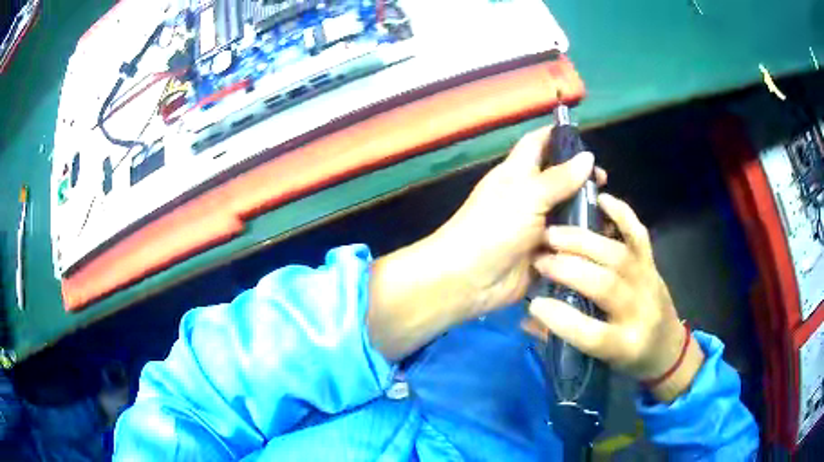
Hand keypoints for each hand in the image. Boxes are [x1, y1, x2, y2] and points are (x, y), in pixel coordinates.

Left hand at [430, 127, 604, 315]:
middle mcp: (527, 196)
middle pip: (558, 178)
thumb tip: (588, 156)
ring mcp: (535, 226)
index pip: (537, 144)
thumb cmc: (494, 228)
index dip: (558, 135)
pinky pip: (566, 241)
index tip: (585, 138)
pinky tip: (602, 239)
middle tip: (604, 184)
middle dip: (580, 178)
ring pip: (565, 211)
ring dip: (584, 210)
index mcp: (517, 173)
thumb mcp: (527, 196)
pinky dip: (581, 239)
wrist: (468, 279)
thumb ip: (559, 178)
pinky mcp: (541, 252)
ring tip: (608, 212)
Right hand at [527, 194, 703, 400]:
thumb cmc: (629, 359)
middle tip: (539, 258)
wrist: (668, 347)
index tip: (535, 303)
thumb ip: (563, 339)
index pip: (591, 334)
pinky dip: (622, 213)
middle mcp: (639, 311)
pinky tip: (601, 200)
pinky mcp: (652, 263)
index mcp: (624, 345)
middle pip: (604, 285)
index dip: (560, 318)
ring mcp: (648, 281)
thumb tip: (527, 318)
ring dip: (581, 242)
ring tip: (553, 234)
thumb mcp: (598, 360)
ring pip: (616, 255)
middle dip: (567, 269)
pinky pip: (639, 234)